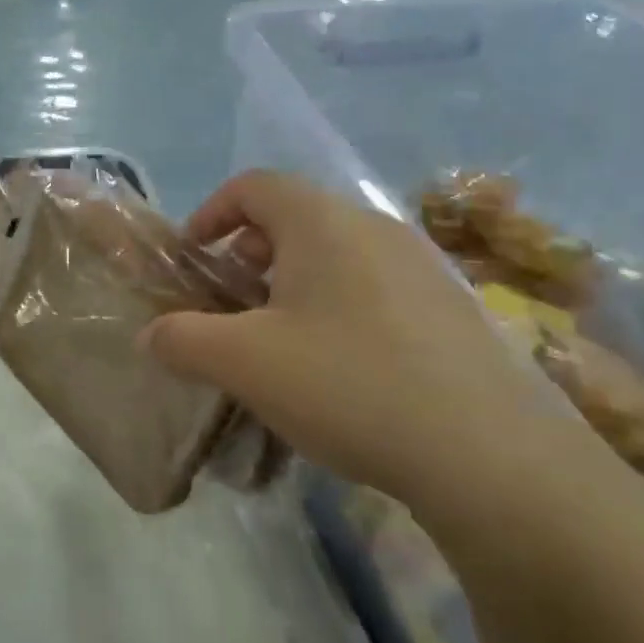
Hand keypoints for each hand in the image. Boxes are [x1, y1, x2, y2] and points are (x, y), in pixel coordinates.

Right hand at [144, 172, 568, 515]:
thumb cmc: (349, 384)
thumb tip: (152, 335)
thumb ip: (183, 340)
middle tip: (232, 306)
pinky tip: (342, 370)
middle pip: (295, 217)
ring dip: (295, 283)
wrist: (491, 457)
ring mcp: (423, 266)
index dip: (212, 212)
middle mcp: (375, 227)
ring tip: (282, 342)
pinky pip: (376, 287)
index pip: (254, 184)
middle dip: (250, 254)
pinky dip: (340, 307)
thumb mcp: (244, 364)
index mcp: (323, 222)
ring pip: (338, 254)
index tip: (193, 257)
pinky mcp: (454, 308)